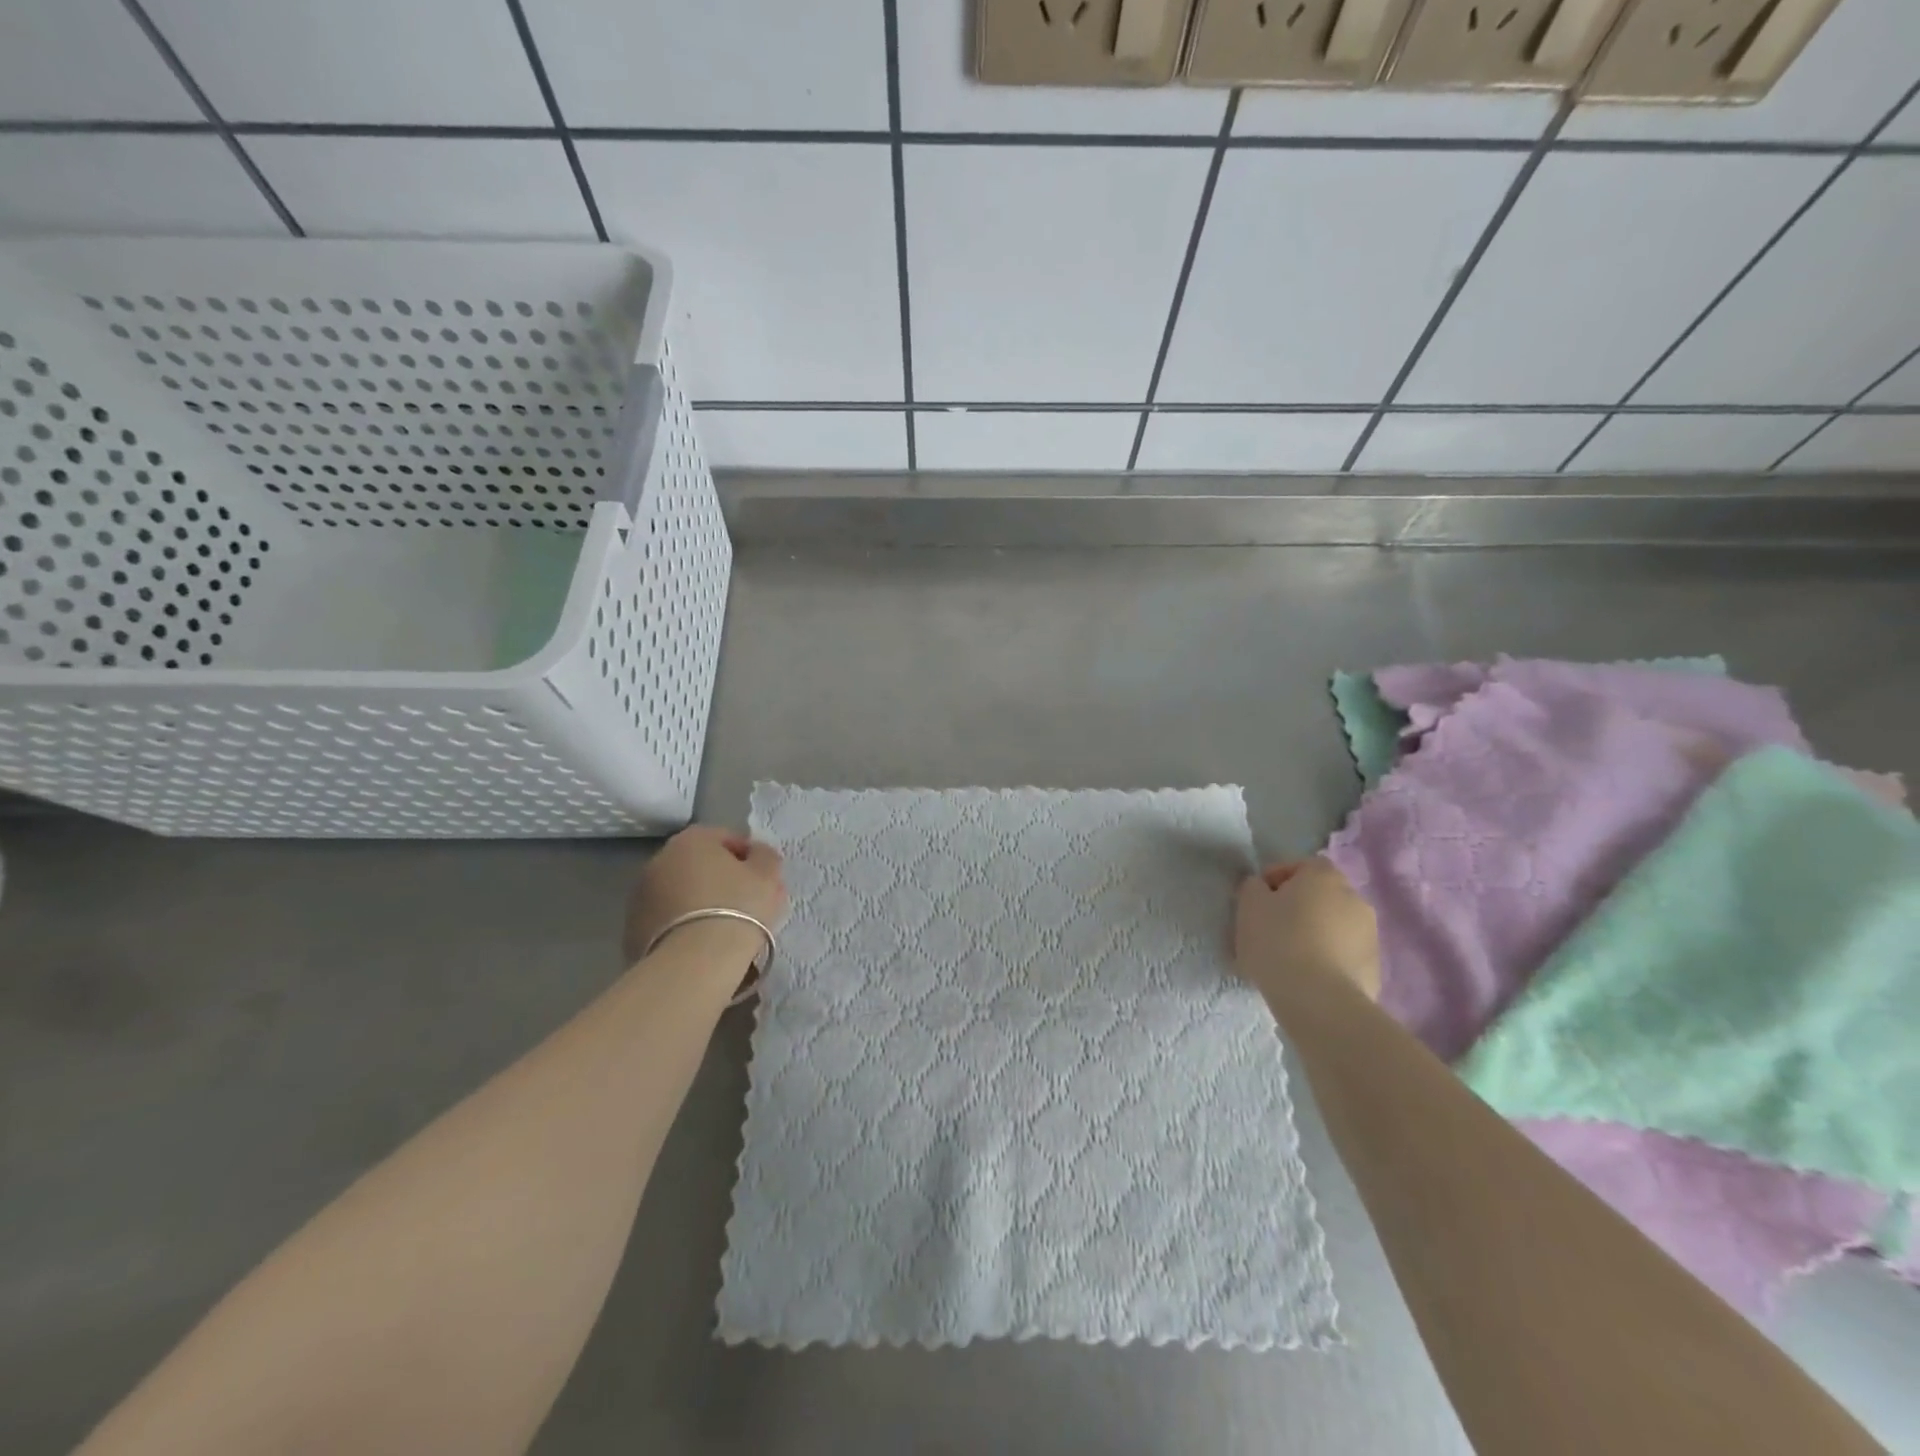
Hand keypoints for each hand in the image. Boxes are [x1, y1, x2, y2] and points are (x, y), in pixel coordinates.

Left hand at [624, 825, 788, 966]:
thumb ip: (765, 856)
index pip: (727, 838)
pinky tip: (704, 944)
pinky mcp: (633, 929)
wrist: (695, 962)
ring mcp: (641, 895)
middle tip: (749, 904)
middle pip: (701, 865)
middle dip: (724, 880)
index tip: (765, 879)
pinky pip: (669, 920)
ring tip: (727, 928)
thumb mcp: (767, 874)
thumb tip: (757, 854)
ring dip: (702, 902)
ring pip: (683, 893)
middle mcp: (660, 859)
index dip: (750, 857)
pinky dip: (685, 926)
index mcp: (692, 839)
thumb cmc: (738, 906)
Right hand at [1234, 857, 1379, 1001]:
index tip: (1257, 900)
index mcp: (1324, 876)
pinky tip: (1307, 977)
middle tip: (1271, 928)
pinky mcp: (1374, 968)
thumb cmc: (1278, 941)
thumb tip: (1262, 888)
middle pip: (1320, 895)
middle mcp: (1354, 897)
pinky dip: (1327, 959)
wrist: (1319, 1000)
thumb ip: (1253, 887)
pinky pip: (1344, 954)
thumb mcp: (1249, 905)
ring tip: (1289, 957)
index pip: (1301, 865)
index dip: (1276, 878)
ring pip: (1334, 926)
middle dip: (1298, 907)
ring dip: (1315, 933)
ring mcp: (1370, 934)